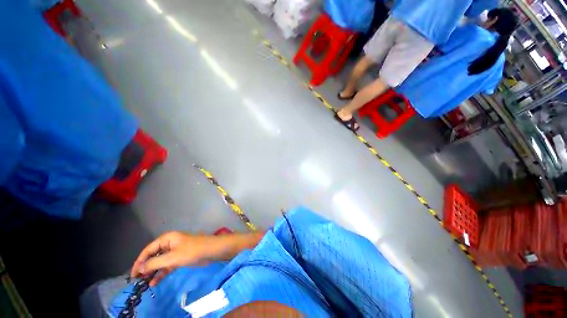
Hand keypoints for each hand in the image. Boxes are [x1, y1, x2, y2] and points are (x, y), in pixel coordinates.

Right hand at [130, 232, 221, 285]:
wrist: (211, 251)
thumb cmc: (191, 251)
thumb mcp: (171, 258)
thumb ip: (154, 263)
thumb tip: (138, 268)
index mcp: (167, 239)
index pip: (148, 250)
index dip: (139, 262)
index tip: (132, 275)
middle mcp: (169, 243)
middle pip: (153, 256)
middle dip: (145, 267)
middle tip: (137, 280)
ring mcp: (175, 251)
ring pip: (160, 262)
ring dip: (152, 271)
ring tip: (143, 283)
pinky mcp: (180, 258)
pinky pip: (167, 266)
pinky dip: (161, 273)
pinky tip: (154, 282)